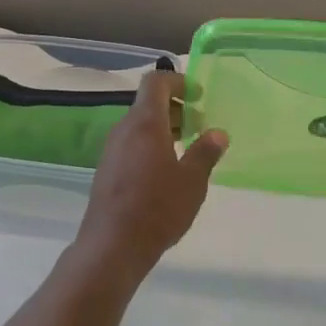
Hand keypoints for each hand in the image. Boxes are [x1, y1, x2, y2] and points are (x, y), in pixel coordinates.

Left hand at [66, 70, 227, 288]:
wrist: (112, 244)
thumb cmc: (158, 207)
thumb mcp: (192, 181)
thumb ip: (205, 153)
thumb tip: (218, 133)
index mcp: (144, 123)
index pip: (155, 82)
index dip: (177, 81)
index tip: (197, 95)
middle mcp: (123, 129)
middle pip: (147, 104)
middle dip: (174, 108)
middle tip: (198, 125)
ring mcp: (111, 150)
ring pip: (138, 126)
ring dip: (162, 129)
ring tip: (185, 149)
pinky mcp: (107, 170)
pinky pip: (130, 145)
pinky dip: (149, 145)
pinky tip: (165, 171)